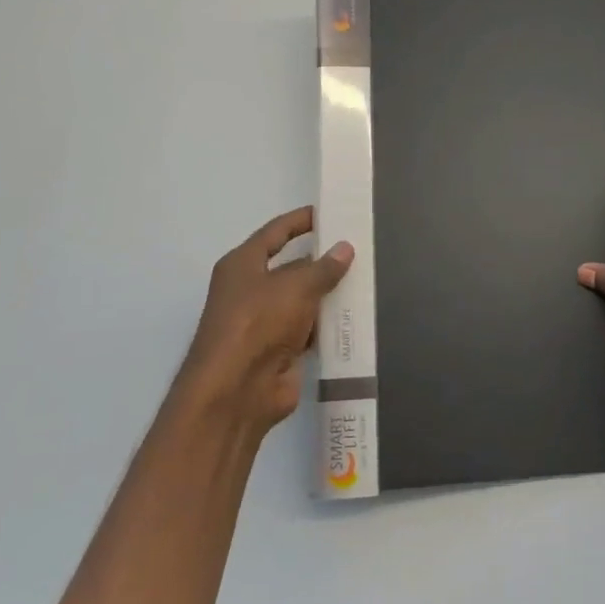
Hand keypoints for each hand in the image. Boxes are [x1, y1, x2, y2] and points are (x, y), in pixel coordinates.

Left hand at [177, 207, 351, 432]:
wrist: (237, 391)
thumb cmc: (258, 323)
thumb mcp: (296, 287)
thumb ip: (324, 268)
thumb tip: (345, 248)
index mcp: (243, 265)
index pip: (274, 233)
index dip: (299, 221)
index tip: (328, 212)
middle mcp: (250, 291)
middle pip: (291, 268)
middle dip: (322, 261)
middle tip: (360, 250)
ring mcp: (264, 323)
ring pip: (302, 301)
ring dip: (328, 295)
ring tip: (367, 281)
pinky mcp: (279, 352)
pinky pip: (308, 330)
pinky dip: (327, 326)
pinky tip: (356, 317)